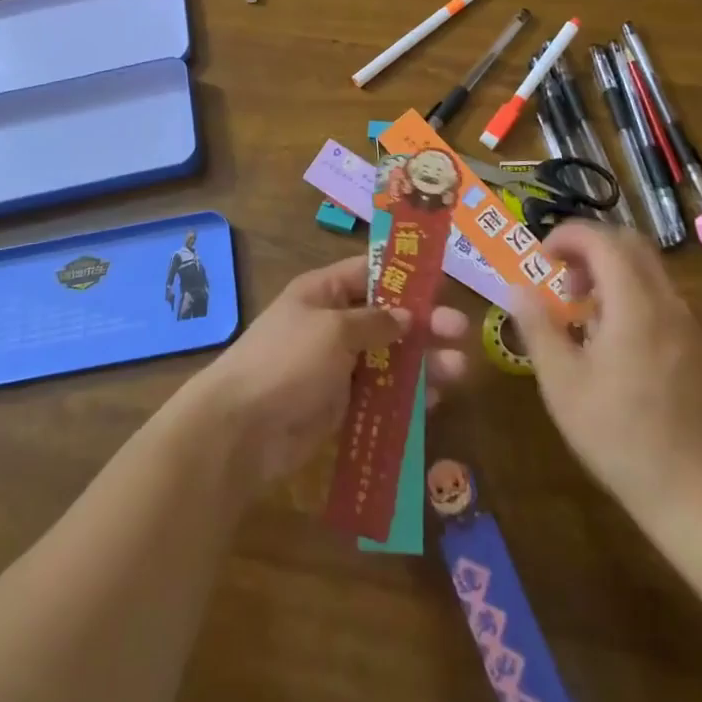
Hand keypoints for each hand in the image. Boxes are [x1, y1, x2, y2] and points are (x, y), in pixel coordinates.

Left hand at [189, 255, 468, 489]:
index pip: (369, 272)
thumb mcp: (332, 330)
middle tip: (460, 330)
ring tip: (459, 370)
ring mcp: (337, 366)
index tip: (442, 282)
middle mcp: (332, 324)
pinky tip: (436, 400)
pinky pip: (381, 394)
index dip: (405, 275)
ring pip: (390, 358)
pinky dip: (407, 396)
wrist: (241, 430)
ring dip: (423, 362)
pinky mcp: (341, 405)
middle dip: (424, 323)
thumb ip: (375, 322)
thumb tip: (406, 317)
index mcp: (323, 292)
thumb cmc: (286, 361)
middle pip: (387, 317)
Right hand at [513, 222, 701, 552]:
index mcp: (635, 306)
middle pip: (631, 245)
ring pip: (650, 272)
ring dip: (612, 273)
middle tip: (562, 280)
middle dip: (591, 248)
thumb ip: (538, 327)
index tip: (542, 257)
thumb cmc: (619, 437)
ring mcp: (692, 327)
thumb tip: (517, 287)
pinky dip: (633, 298)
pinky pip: (664, 301)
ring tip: (584, 315)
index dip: (568, 235)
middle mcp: (669, 305)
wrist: (699, 497)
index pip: (603, 240)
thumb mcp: (562, 384)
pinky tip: (617, 345)